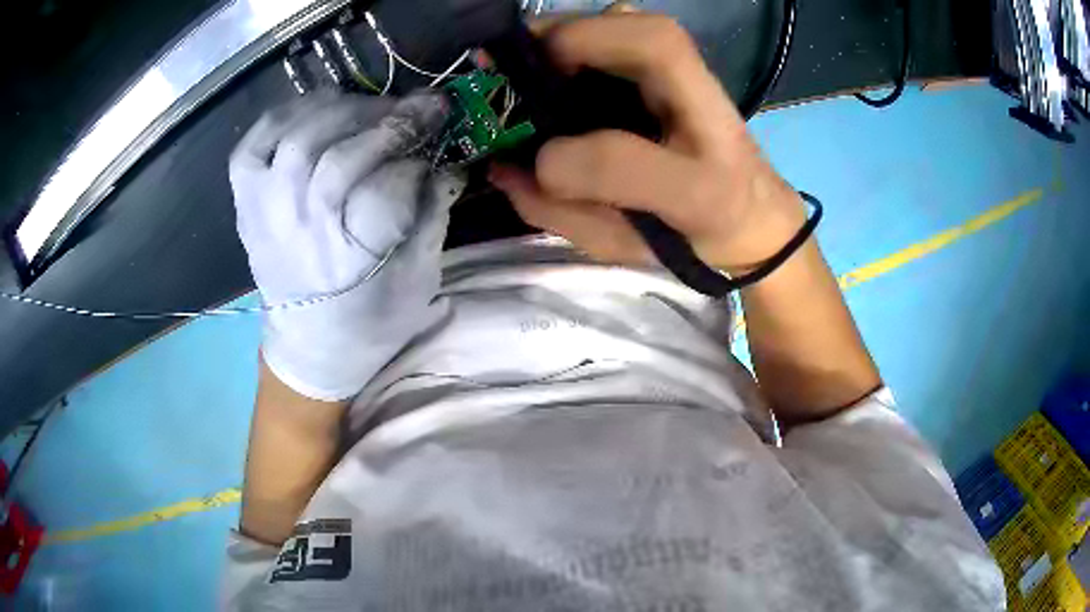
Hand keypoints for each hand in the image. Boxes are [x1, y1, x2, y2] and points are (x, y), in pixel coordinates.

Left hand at [230, 92, 463, 400]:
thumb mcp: (419, 280)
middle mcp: (301, 233)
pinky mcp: (246, 203)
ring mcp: (265, 213)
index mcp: (350, 262)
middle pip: (338, 157)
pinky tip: (316, 110)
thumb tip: (443, 160)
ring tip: (371, 107)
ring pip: (297, 139)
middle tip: (420, 109)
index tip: (437, 142)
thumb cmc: (372, 321)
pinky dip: (284, 115)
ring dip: (343, 110)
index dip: (415, 157)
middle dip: (389, 122)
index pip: (383, 189)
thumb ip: (431, 215)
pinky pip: (253, 144)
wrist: (311, 347)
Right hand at [489, 13, 805, 273]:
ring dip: (577, 31)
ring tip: (535, 61)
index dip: (576, 157)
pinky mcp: (691, 64)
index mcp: (702, 190)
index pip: (631, 162)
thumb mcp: (622, 246)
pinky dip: (595, 30)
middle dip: (571, 43)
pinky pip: (637, 27)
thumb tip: (500, 167)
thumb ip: (558, 212)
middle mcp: (713, 123)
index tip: (538, 160)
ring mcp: (704, 81)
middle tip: (517, 69)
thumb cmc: (687, 234)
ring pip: (640, 26)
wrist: (755, 213)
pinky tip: (569, 58)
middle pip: (650, 46)